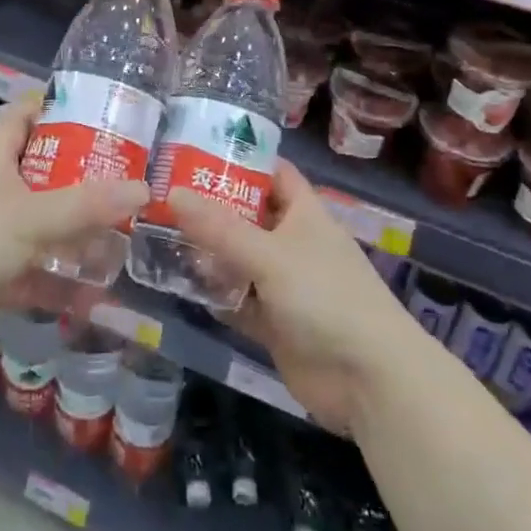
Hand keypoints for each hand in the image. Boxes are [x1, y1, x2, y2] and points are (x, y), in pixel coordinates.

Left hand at [0, 98, 148, 368]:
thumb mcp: (31, 216)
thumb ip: (87, 205)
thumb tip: (143, 188)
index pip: (18, 116)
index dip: (49, 106)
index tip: (91, 109)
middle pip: (38, 171)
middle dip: (77, 175)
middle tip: (122, 175)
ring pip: (40, 224)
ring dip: (74, 231)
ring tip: (121, 231)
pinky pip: (34, 271)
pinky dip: (60, 280)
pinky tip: (95, 290)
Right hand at [169, 162, 421, 434]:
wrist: (369, 380)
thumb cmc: (324, 296)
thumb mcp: (269, 255)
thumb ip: (219, 228)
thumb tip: (173, 193)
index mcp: (304, 213)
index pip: (272, 172)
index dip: (241, 159)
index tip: (196, 151)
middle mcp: (293, 242)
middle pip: (249, 216)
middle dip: (213, 208)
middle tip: (164, 195)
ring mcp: (284, 284)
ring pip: (240, 259)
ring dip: (209, 253)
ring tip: (161, 236)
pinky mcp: (276, 323)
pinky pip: (239, 300)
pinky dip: (217, 294)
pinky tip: (181, 285)